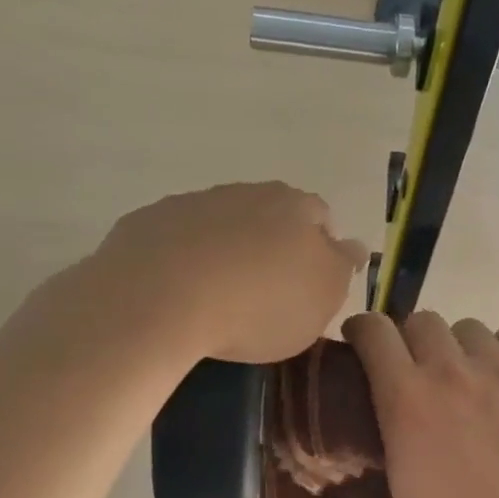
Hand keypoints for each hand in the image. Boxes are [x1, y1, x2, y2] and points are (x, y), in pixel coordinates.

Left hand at [65, 183, 366, 364]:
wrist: (160, 300)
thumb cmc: (259, 304)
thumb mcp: (323, 296)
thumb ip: (342, 266)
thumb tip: (352, 246)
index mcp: (294, 207)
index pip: (320, 216)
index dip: (320, 248)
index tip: (310, 284)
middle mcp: (245, 193)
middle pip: (268, 215)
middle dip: (272, 244)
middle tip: (268, 290)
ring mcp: (192, 204)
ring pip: (221, 223)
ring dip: (227, 249)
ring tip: (220, 296)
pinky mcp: (146, 223)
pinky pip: (176, 240)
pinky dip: (183, 259)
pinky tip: (179, 293)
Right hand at [343, 311, 498, 497]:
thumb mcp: (404, 489)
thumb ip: (397, 433)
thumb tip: (398, 410)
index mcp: (407, 400)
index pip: (374, 331)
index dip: (364, 330)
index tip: (364, 342)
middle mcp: (452, 372)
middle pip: (423, 321)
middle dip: (413, 342)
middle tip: (422, 373)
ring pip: (471, 328)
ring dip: (461, 349)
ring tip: (473, 381)